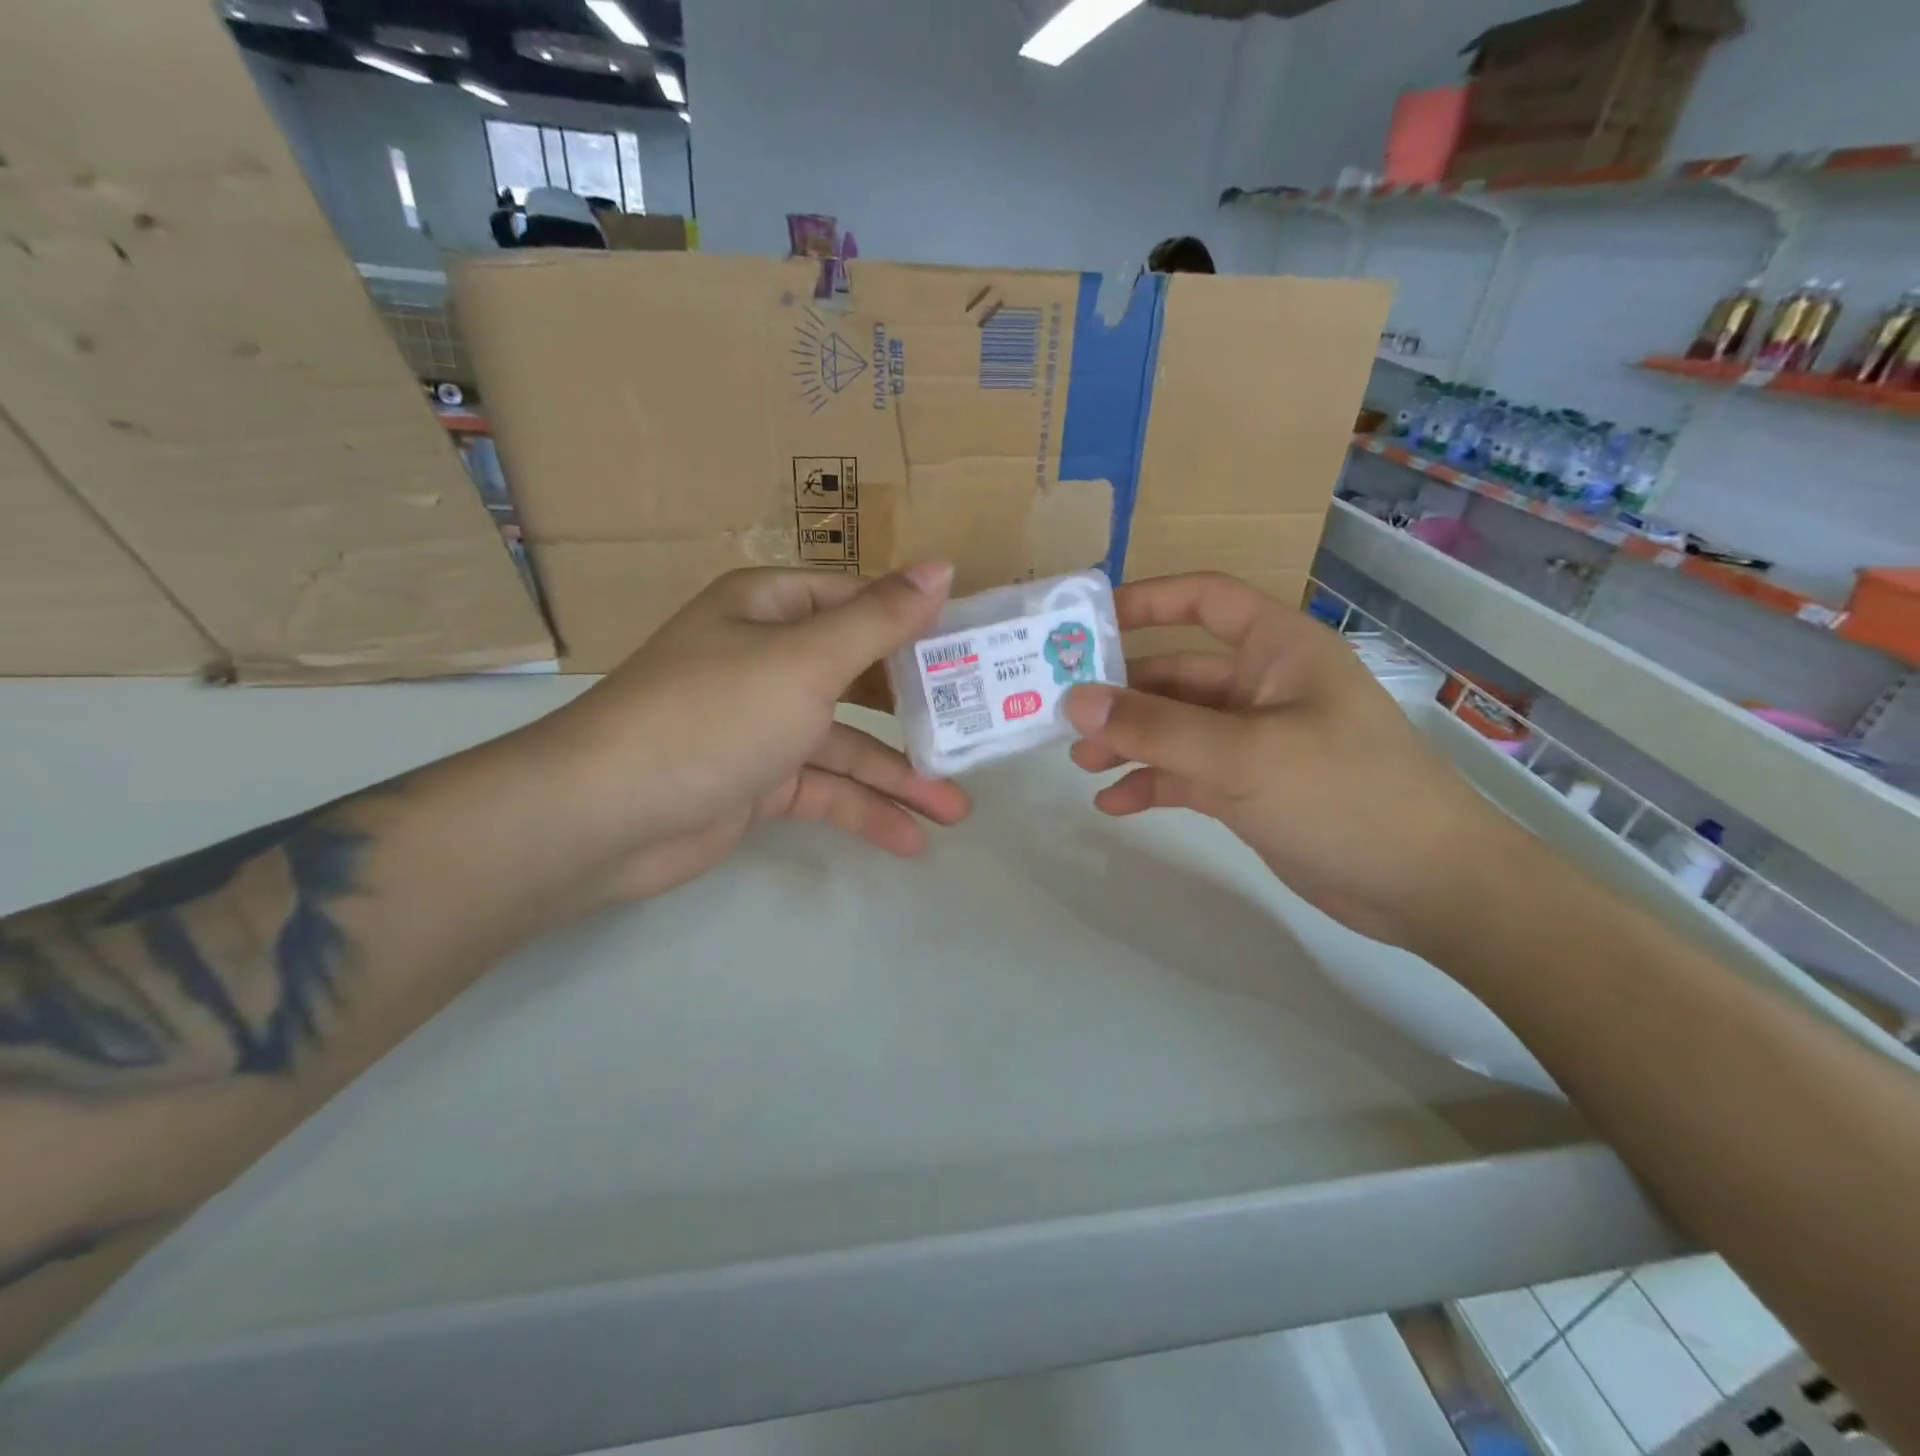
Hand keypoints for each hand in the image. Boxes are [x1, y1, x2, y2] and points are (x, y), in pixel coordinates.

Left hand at [536, 563, 969, 909]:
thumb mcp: (806, 660)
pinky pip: (824, 788)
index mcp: (771, 608)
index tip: (976, 649)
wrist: (605, 816)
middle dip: (918, 711)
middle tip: (978, 730)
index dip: (919, 623)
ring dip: (900, 776)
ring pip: (847, 743)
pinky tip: (910, 840)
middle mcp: (767, 658)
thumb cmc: (714, 715)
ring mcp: (762, 723)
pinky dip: (863, 810)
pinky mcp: (758, 780)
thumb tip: (943, 567)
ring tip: (956, 810)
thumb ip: (880, 619)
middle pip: (860, 677)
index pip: (861, 602)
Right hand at [1063, 573, 1524, 951]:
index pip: (1205, 600)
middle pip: (1177, 672)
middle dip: (1122, 693)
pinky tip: (1114, 804)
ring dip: (1129, 741)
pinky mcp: (1250, 788)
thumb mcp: (1242, 754)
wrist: (1426, 886)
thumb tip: (1074, 699)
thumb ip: (1155, 727)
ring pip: (1176, 727)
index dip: (1147, 602)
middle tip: (1063, 715)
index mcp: (1277, 649)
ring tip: (1081, 763)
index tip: (1087, 623)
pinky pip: (1187, 774)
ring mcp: (1256, 740)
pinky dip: (1151, 783)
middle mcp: (1263, 686)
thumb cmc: (1343, 793)